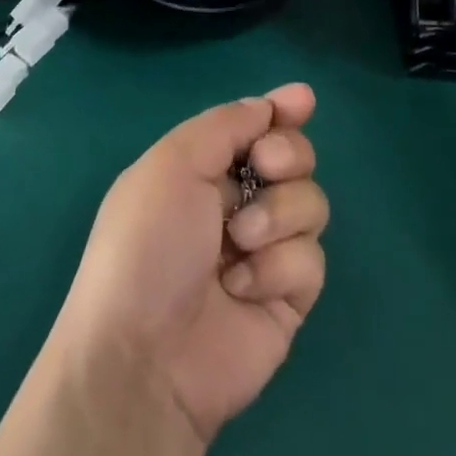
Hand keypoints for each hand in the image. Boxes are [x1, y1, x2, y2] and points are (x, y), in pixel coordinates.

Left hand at [53, 84, 326, 443]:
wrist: (144, 356)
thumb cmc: (147, 245)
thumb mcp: (172, 165)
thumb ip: (224, 126)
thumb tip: (268, 105)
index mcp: (201, 169)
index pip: (252, 128)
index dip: (280, 111)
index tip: (304, 100)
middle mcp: (235, 204)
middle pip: (293, 157)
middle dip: (287, 154)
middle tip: (265, 167)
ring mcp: (265, 251)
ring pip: (311, 204)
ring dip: (278, 215)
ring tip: (239, 243)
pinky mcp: (288, 297)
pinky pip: (311, 260)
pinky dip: (279, 268)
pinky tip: (242, 289)